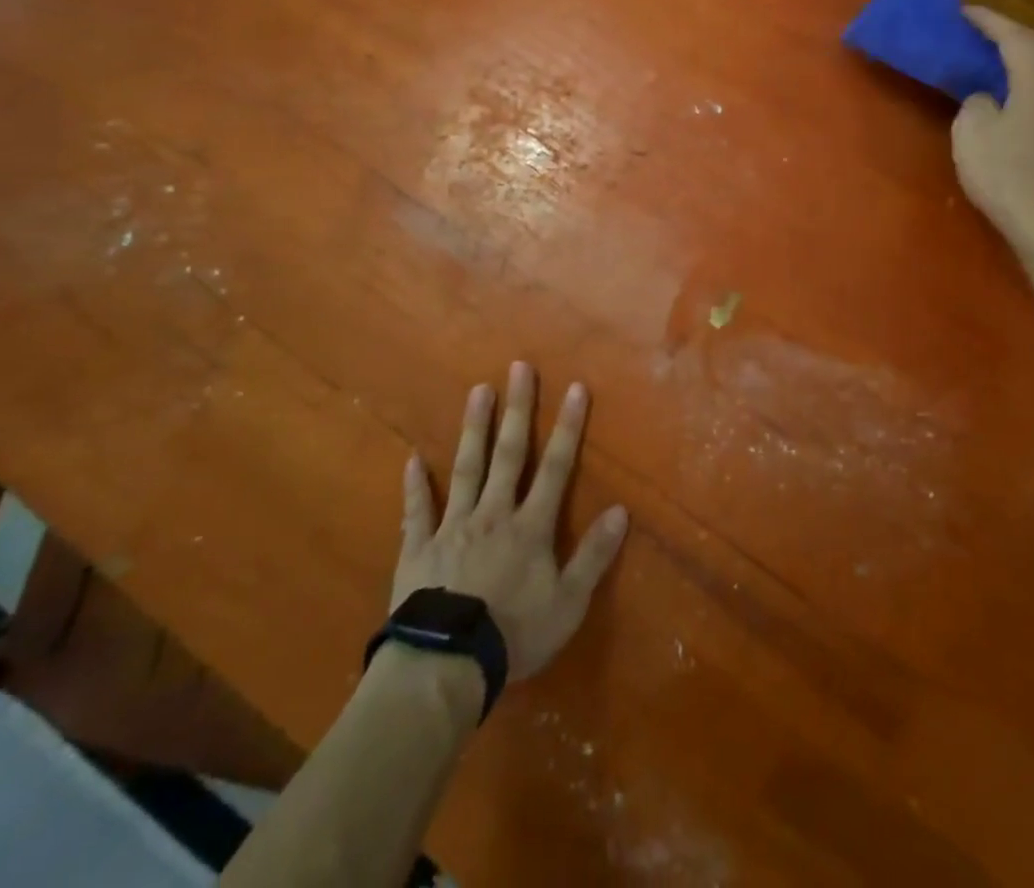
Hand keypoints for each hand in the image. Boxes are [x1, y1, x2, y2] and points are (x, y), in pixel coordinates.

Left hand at [394, 361, 627, 681]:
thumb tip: (621, 510)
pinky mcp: (419, 546)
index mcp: (529, 527)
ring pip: (466, 468)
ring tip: (478, 390)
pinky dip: (415, 484)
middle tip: (519, 368)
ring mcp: (453, 526)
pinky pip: (417, 510)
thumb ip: (594, 556)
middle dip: (517, 410)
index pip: (555, 467)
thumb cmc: (514, 635)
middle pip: (508, 454)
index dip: (567, 427)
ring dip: (473, 429)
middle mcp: (493, 514)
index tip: (574, 388)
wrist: (445, 665)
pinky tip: (412, 458)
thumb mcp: (568, 604)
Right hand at [952, 7, 1033, 256]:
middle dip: (1011, 36)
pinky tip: (1023, 99)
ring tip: (1005, 63)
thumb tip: (988, 97)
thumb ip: (976, 102)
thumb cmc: (1006, 173)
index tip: (965, 11)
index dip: (989, 21)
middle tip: (983, 35)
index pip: (1014, 36)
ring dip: (1030, 59)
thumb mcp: (972, 132)